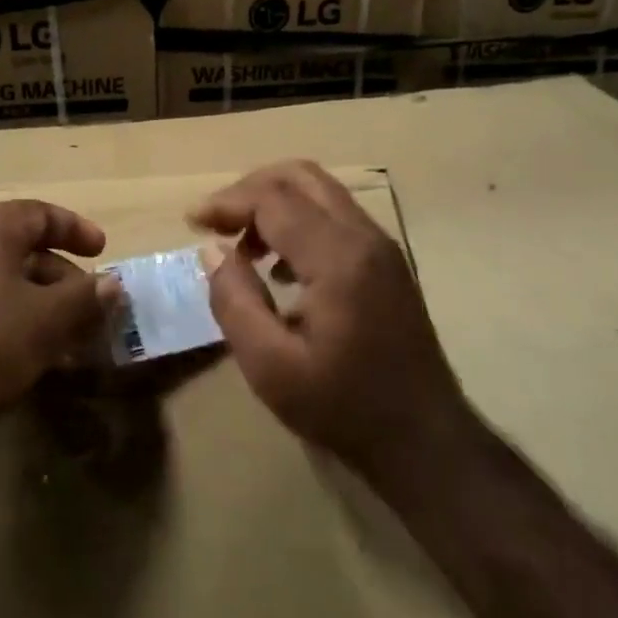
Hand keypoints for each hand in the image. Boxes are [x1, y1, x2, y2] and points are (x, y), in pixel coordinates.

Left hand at [0, 200, 119, 480]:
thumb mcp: (46, 321)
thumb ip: (85, 297)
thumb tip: (111, 284)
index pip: (39, 213)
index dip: (77, 230)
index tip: (103, 253)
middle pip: (20, 247)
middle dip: (62, 278)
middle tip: (90, 308)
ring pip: (0, 280)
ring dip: (39, 303)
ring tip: (66, 339)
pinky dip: (9, 318)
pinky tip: (27, 355)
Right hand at [190, 161, 470, 493]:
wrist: (426, 441)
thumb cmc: (344, 408)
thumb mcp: (271, 368)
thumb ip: (235, 302)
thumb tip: (213, 250)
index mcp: (338, 258)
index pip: (273, 199)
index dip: (227, 202)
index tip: (192, 222)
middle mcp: (364, 236)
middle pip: (300, 177)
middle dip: (250, 189)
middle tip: (216, 222)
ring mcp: (381, 245)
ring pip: (320, 191)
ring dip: (274, 202)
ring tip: (242, 245)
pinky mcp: (386, 260)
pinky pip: (335, 214)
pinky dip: (298, 219)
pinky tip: (279, 266)